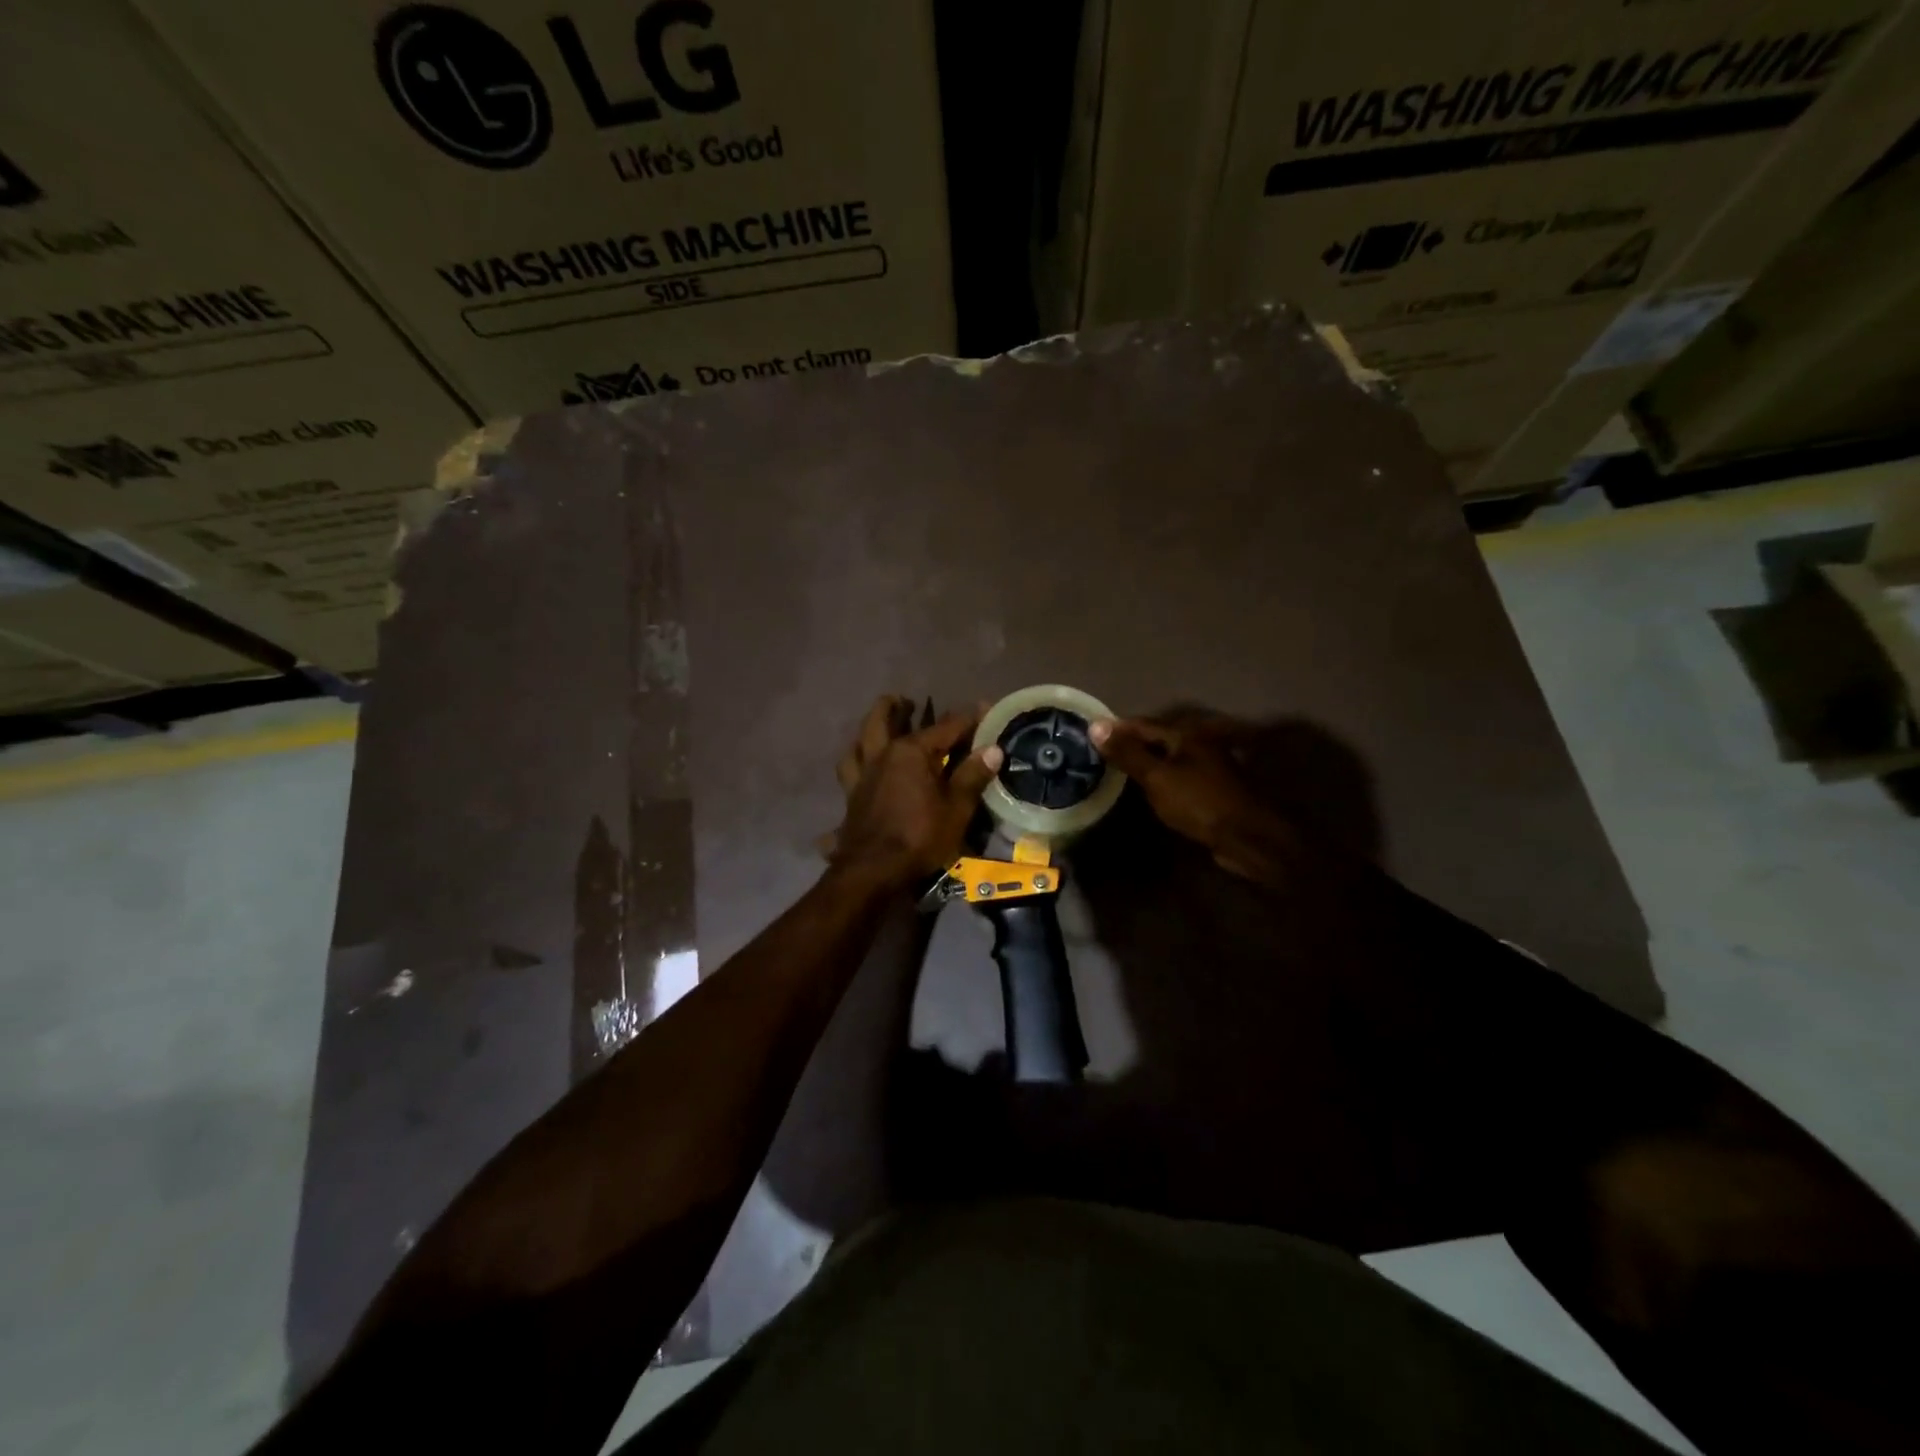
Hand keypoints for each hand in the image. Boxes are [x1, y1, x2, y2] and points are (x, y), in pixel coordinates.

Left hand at [829, 696, 1002, 889]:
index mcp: (911, 752)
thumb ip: (972, 776)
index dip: (969, 718)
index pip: (946, 727)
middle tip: (905, 700)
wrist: (873, 870)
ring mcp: (862, 775)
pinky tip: (857, 764)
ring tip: (878, 723)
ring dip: (869, 727)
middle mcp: (883, 755)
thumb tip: (994, 749)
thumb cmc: (920, 837)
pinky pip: (847, 770)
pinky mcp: (851, 796)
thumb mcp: (956, 808)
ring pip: (860, 741)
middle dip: (896, 707)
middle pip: (884, 720)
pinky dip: (852, 761)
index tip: (984, 708)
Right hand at [1090, 715, 1299, 879]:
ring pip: (1166, 757)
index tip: (1088, 735)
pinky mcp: (1210, 787)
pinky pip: (1176, 775)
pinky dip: (1158, 777)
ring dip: (1144, 761)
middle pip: (1155, 738)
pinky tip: (1145, 788)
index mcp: (1185, 733)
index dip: (1115, 728)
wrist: (1247, 837)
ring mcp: (1207, 765)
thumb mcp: (1157, 777)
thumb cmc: (1199, 802)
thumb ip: (1127, 753)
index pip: (1141, 724)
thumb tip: (1095, 725)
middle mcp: (1198, 742)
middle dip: (1129, 744)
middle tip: (1099, 753)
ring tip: (1116, 770)